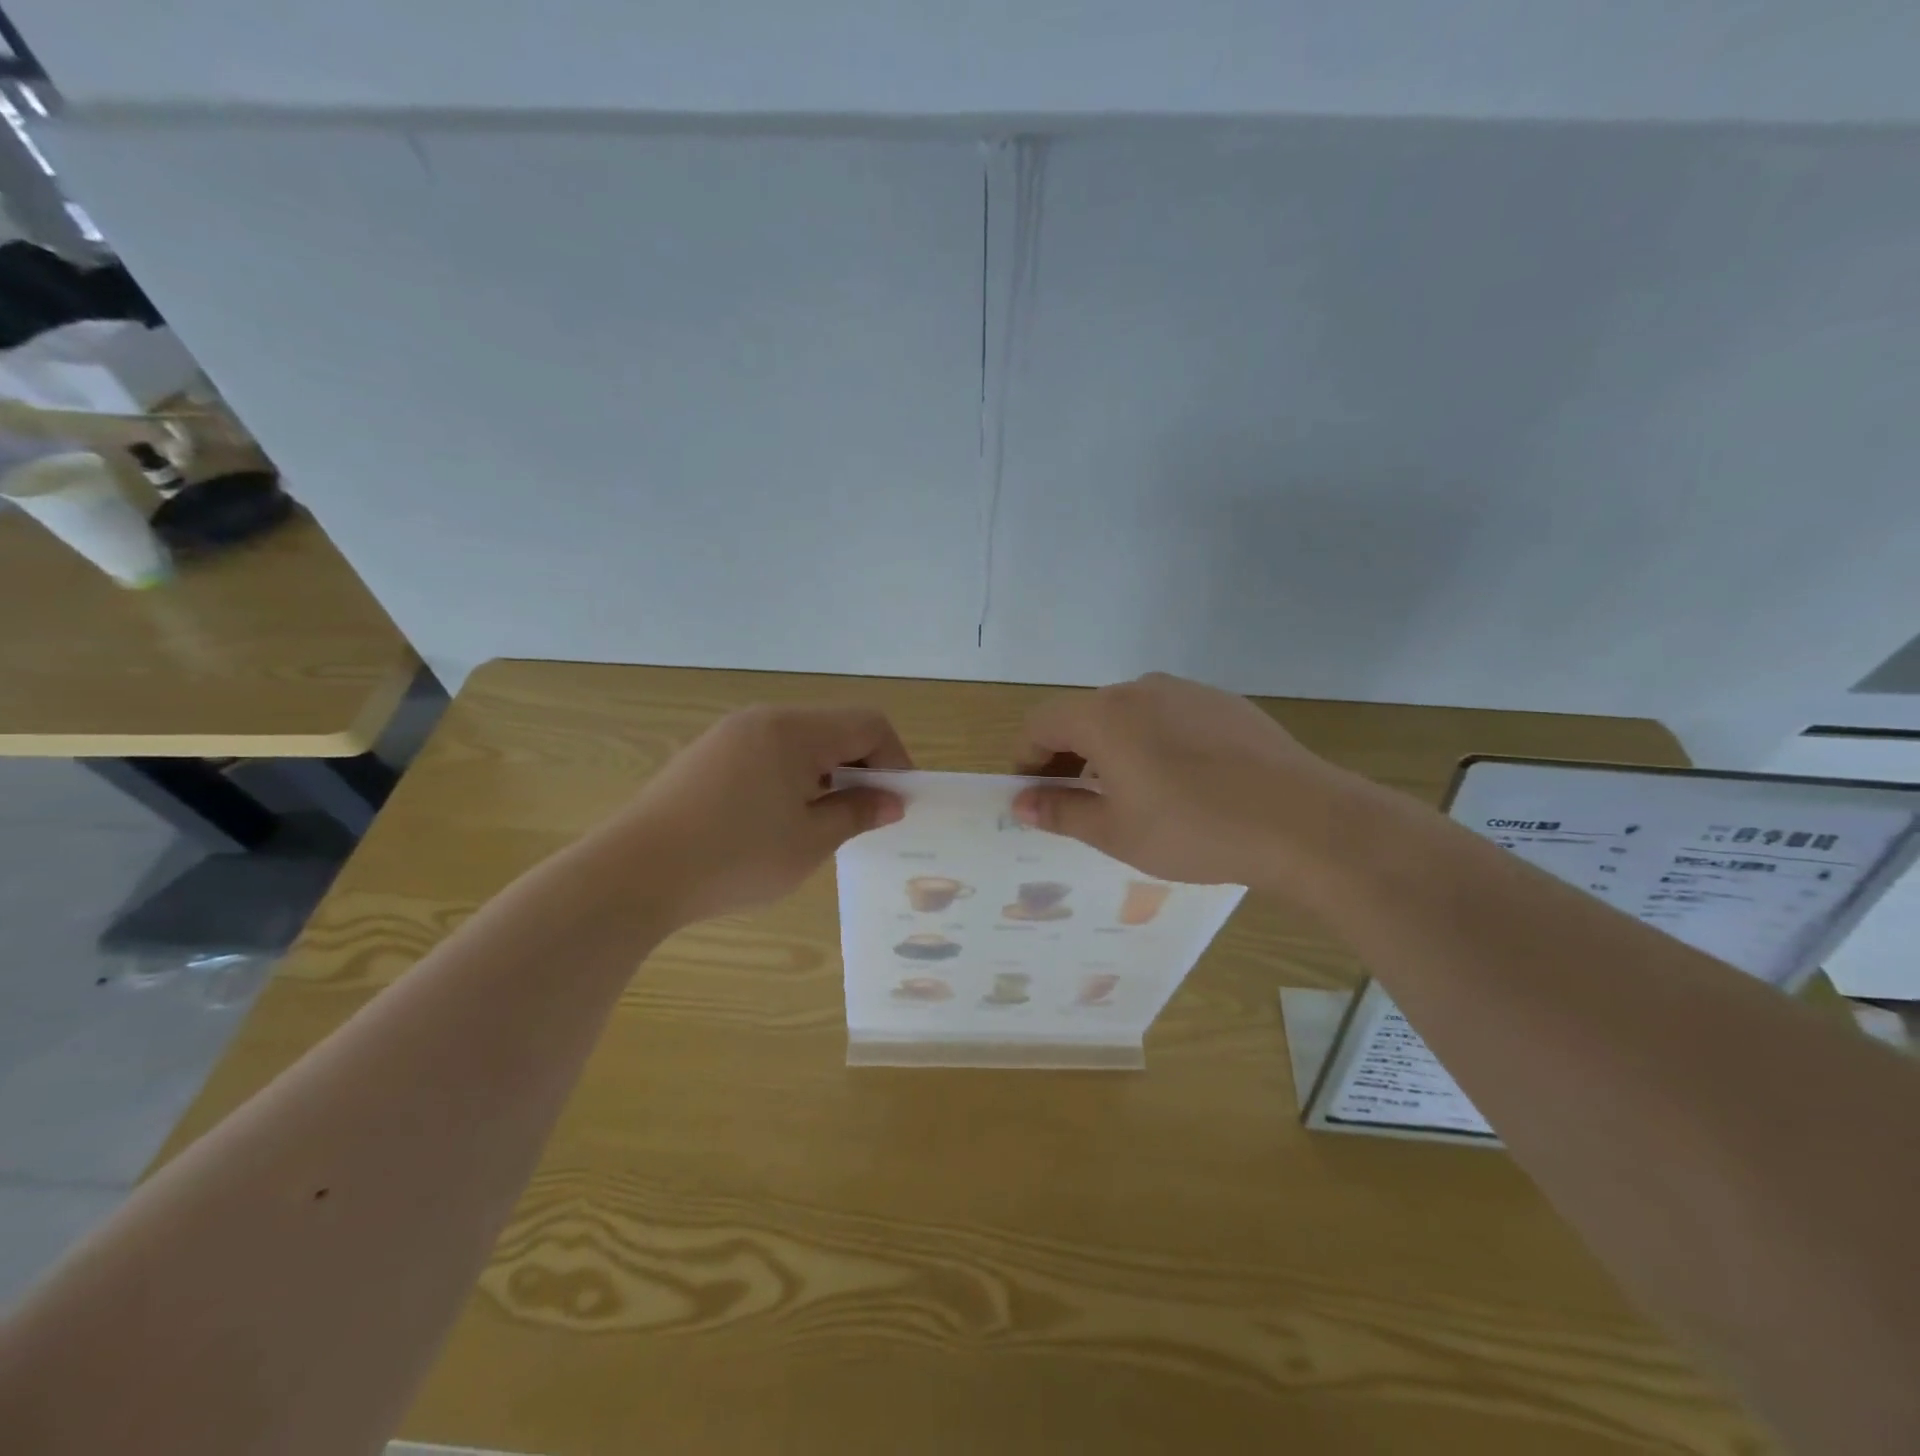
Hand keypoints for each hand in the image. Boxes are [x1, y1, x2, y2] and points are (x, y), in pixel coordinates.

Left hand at [610, 704, 910, 923]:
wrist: (632, 874)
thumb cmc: (734, 858)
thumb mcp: (809, 842)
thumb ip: (857, 814)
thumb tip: (890, 801)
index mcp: (794, 730)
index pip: (868, 724)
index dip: (895, 760)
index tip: (898, 803)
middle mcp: (763, 720)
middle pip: (834, 728)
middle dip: (861, 768)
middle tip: (866, 816)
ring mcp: (729, 735)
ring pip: (800, 742)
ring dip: (826, 774)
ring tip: (823, 822)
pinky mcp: (706, 756)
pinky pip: (767, 754)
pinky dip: (791, 778)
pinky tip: (777, 820)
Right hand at [1011, 673, 1357, 887]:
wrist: (1303, 821)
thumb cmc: (1194, 830)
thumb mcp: (1116, 831)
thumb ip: (1061, 811)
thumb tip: (1022, 802)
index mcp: (1104, 715)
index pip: (1041, 723)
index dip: (1025, 757)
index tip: (1030, 794)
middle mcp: (1141, 689)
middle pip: (1084, 715)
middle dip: (1067, 755)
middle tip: (1073, 800)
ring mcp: (1188, 691)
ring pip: (1129, 715)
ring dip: (1110, 748)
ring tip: (1127, 794)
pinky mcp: (1225, 704)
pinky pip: (1169, 717)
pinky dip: (1153, 742)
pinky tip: (1179, 783)